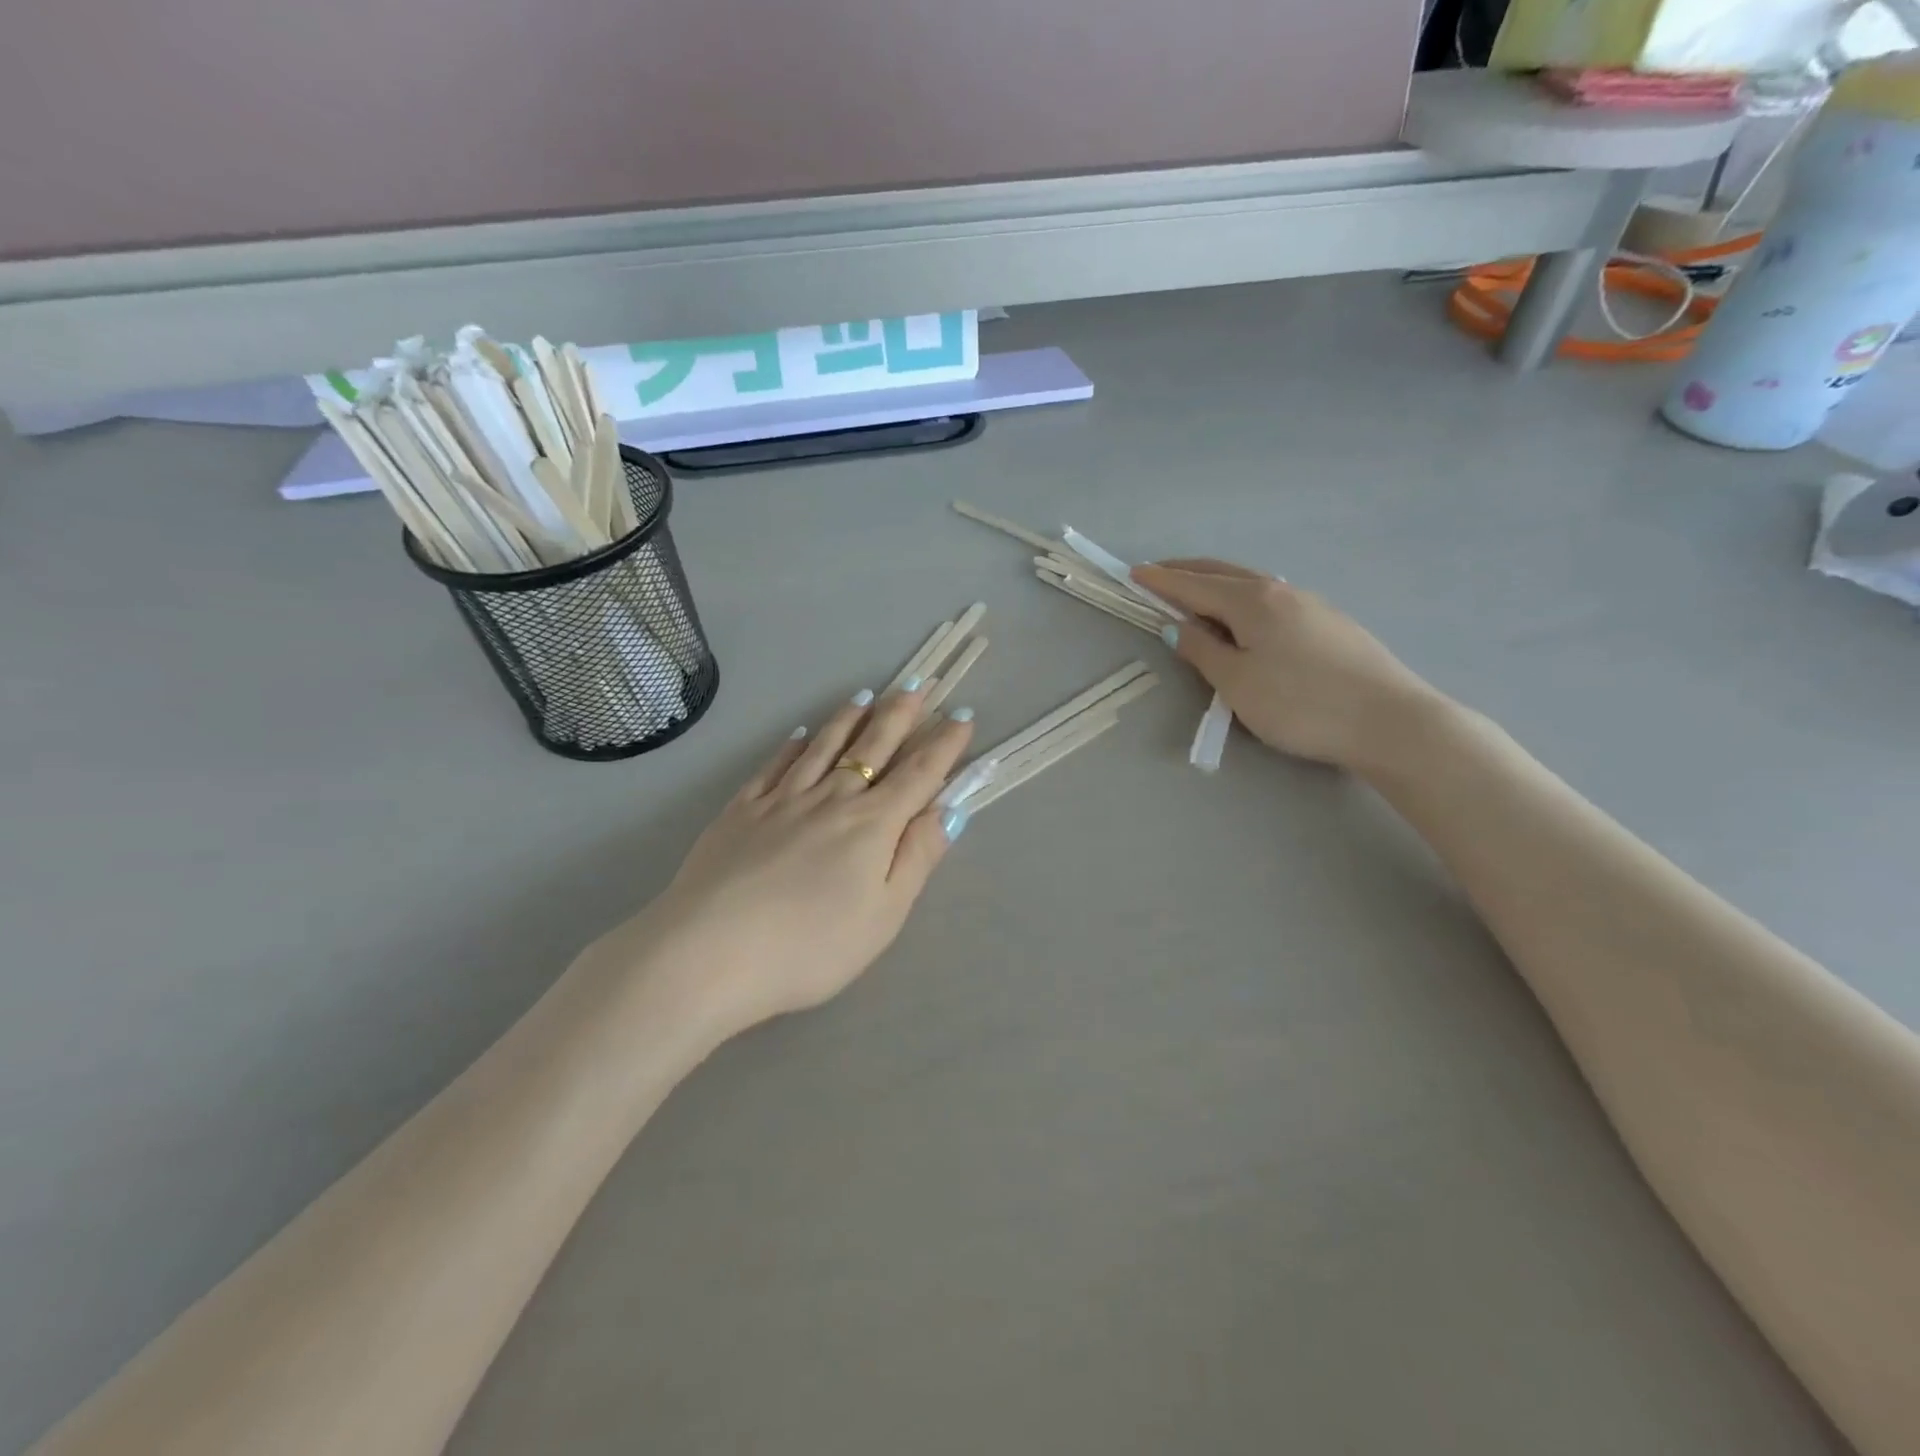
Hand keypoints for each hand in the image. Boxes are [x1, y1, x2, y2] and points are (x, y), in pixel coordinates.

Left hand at [626, 685, 975, 1029]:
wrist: (709, 953)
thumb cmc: (810, 947)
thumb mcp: (883, 915)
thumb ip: (917, 858)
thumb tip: (950, 809)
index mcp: (871, 826)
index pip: (918, 775)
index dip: (944, 744)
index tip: (963, 715)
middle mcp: (830, 799)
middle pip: (871, 748)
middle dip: (899, 715)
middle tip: (917, 687)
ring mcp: (781, 800)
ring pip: (823, 748)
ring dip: (848, 719)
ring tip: (865, 696)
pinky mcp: (740, 810)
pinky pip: (773, 766)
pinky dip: (791, 747)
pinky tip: (799, 735)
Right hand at [1131, 559, 1442, 773]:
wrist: (1388, 721)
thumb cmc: (1300, 703)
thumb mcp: (1236, 682)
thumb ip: (1202, 651)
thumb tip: (1176, 626)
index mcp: (1251, 601)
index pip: (1194, 585)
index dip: (1161, 581)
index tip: (1133, 573)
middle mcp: (1280, 591)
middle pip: (1223, 574)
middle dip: (1187, 572)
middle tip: (1158, 576)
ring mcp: (1310, 604)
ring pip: (1251, 584)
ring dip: (1217, 584)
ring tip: (1196, 596)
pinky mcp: (1329, 623)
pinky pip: (1272, 599)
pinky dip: (1243, 599)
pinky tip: (1245, 617)